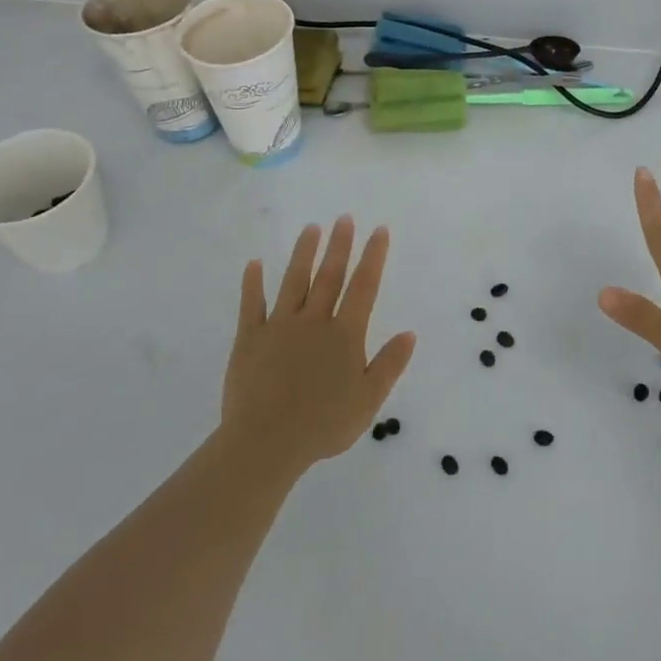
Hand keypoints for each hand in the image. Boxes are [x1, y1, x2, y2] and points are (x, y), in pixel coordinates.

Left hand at [221, 216, 416, 475]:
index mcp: (345, 335)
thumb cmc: (324, 424)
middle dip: (340, 245)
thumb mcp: (369, 400)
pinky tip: (255, 263)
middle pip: (330, 276)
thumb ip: (389, 364)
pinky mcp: (250, 339)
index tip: (379, 230)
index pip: (364, 287)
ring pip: (294, 281)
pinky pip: (251, 305)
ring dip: (304, 253)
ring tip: (311, 228)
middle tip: (344, 218)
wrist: (266, 442)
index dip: (373, 257)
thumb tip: (409, 333)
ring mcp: (280, 327)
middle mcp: (314, 321)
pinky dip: (253, 283)